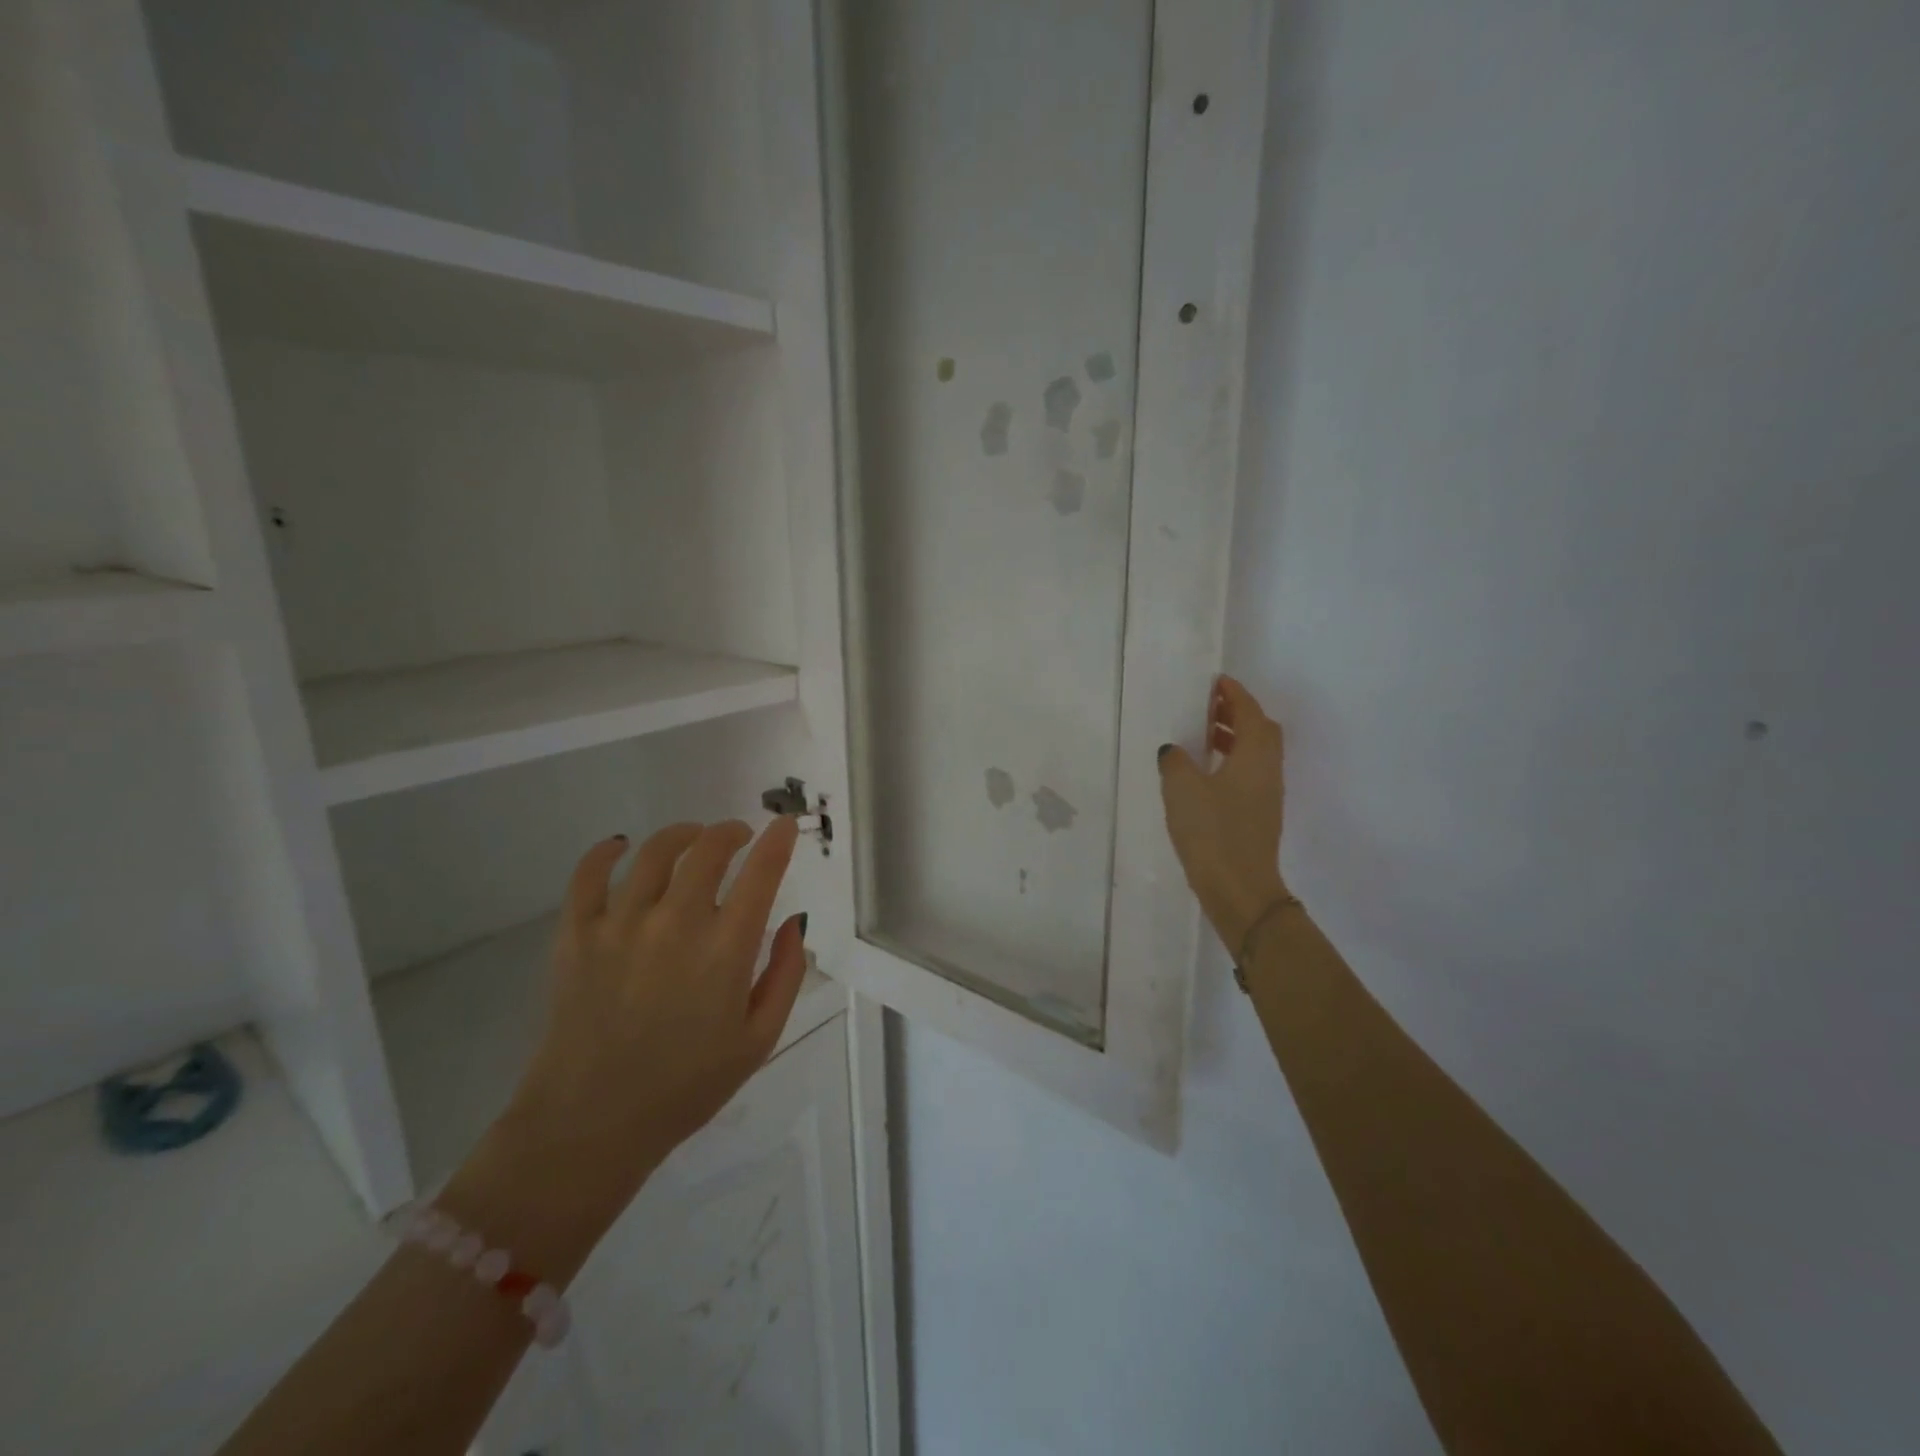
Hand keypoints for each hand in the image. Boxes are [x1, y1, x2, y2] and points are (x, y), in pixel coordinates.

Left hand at [501, 817, 809, 1205]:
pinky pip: (588, 874)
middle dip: (731, 832)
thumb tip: (793, 922)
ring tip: (692, 837)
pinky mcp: (576, 935)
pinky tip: (621, 847)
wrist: (591, 1124)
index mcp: (724, 950)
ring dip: (682, 834)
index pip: (761, 873)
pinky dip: (607, 852)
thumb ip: (785, 974)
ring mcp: (620, 925)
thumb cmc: (686, 1086)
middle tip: (739, 836)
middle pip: (708, 849)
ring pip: (655, 852)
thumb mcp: (759, 1040)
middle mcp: (674, 923)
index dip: (778, 842)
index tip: (785, 825)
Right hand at [1158, 675, 1290, 952]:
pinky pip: (1250, 774)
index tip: (1216, 682)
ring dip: (1235, 738)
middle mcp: (1267, 770)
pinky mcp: (1259, 815)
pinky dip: (1233, 761)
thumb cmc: (1212, 832)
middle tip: (1209, 708)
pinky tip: (1206, 774)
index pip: (1250, 712)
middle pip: (1261, 730)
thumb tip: (1174, 750)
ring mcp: (1267, 795)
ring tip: (1204, 737)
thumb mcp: (1182, 789)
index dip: (1235, 694)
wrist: (1239, 888)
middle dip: (1238, 713)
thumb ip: (1175, 761)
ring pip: (1256, 753)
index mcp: (1254, 755)